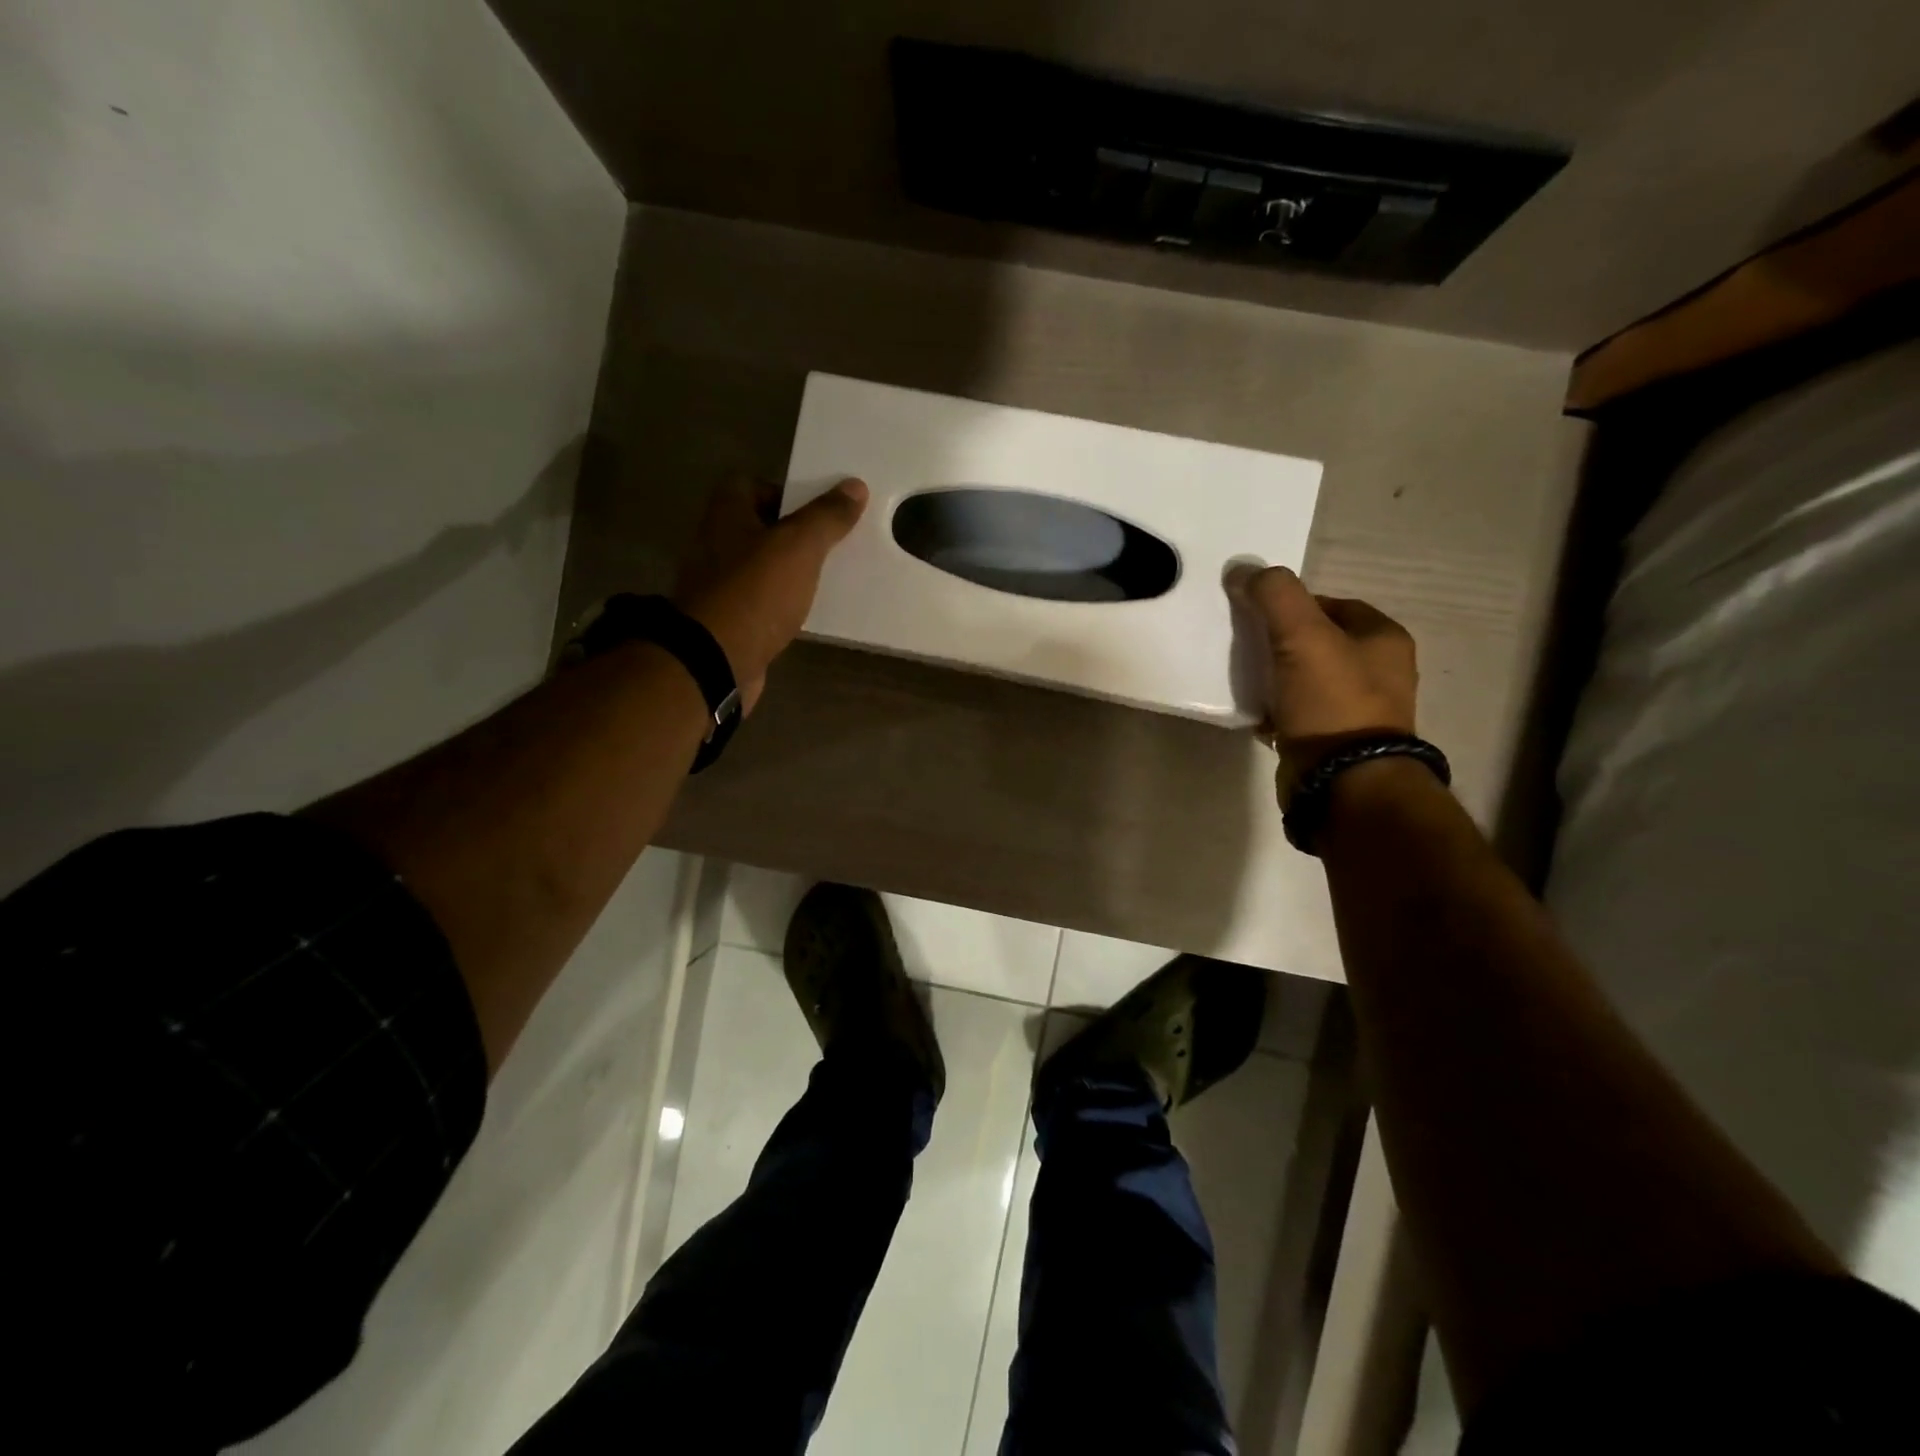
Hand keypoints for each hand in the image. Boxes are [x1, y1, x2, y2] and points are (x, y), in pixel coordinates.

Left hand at [673, 473, 867, 711]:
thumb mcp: (799, 547)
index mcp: (726, 516)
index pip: (748, 485)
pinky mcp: (726, 622)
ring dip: (788, 572)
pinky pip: (760, 603)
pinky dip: (780, 605)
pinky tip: (806, 614)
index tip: (816, 510)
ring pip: (760, 568)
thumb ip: (827, 517)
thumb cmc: (755, 592)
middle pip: (757, 528)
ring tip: (826, 579)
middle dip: (792, 534)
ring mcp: (718, 586)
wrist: (715, 660)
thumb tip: (855, 486)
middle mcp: (715, 545)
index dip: (783, 491)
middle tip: (831, 544)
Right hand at [1235, 565, 1417, 777]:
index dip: (1293, 604)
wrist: (1343, 782)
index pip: (1332, 604)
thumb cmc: (1332, 701)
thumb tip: (1244, 570)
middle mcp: (1379, 672)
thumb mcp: (1302, 634)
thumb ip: (1275, 595)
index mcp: (1383, 639)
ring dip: (1274, 676)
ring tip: (1243, 678)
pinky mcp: (1332, 743)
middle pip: (1317, 642)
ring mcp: (1357, 712)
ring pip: (1304, 679)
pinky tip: (1253, 712)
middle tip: (1245, 644)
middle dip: (1279, 641)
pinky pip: (1296, 714)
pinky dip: (1274, 710)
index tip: (1257, 615)